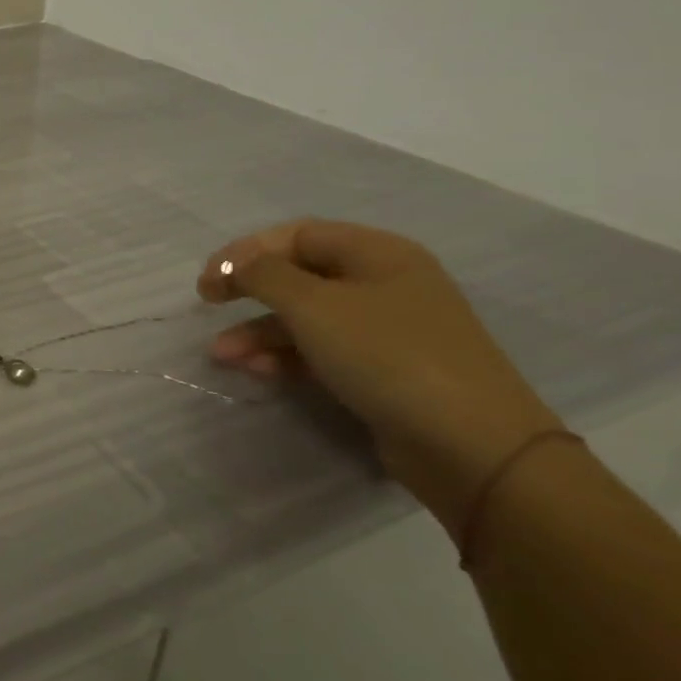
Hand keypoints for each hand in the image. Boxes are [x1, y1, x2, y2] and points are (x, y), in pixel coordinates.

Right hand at [196, 219, 564, 536]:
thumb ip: (264, 275)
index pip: (297, 235)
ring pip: (306, 318)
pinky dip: (285, 357)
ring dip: (259, 331)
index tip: (209, 277)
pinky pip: (322, 351)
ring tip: (222, 355)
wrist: (472, 446)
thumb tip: (237, 265)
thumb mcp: (313, 305)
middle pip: (299, 275)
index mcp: (378, 254)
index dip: (246, 250)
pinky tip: (255, 371)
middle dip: (249, 291)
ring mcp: (386, 330)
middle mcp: (384, 284)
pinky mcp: (384, 371)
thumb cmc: (388, 355)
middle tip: (207, 304)